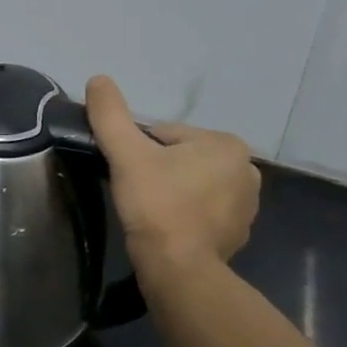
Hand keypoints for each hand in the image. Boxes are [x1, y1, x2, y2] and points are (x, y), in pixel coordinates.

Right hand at [84, 75, 260, 283]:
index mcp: (226, 144)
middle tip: (137, 192)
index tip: (130, 173)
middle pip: (181, 158)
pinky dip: (185, 214)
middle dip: (158, 170)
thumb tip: (98, 79)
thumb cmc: (156, 204)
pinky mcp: (239, 233)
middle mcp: (247, 170)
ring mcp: (248, 205)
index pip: (166, 135)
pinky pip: (203, 210)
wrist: (179, 267)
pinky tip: (166, 228)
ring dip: (171, 191)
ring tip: (150, 212)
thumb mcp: (126, 153)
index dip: (139, 152)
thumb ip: (110, 114)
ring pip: (192, 183)